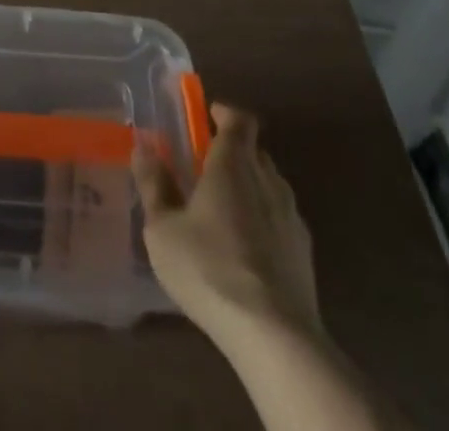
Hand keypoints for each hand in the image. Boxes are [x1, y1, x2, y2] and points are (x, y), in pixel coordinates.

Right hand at [133, 103, 321, 345]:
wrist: (274, 335)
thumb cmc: (209, 269)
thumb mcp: (164, 229)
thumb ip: (154, 185)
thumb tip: (143, 148)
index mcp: (233, 163)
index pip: (239, 119)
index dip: (224, 113)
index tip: (207, 116)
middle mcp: (267, 179)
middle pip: (254, 150)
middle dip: (233, 151)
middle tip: (205, 168)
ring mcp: (291, 216)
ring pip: (269, 184)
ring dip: (249, 186)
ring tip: (224, 211)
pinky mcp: (305, 252)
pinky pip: (281, 219)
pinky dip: (264, 221)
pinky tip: (247, 250)